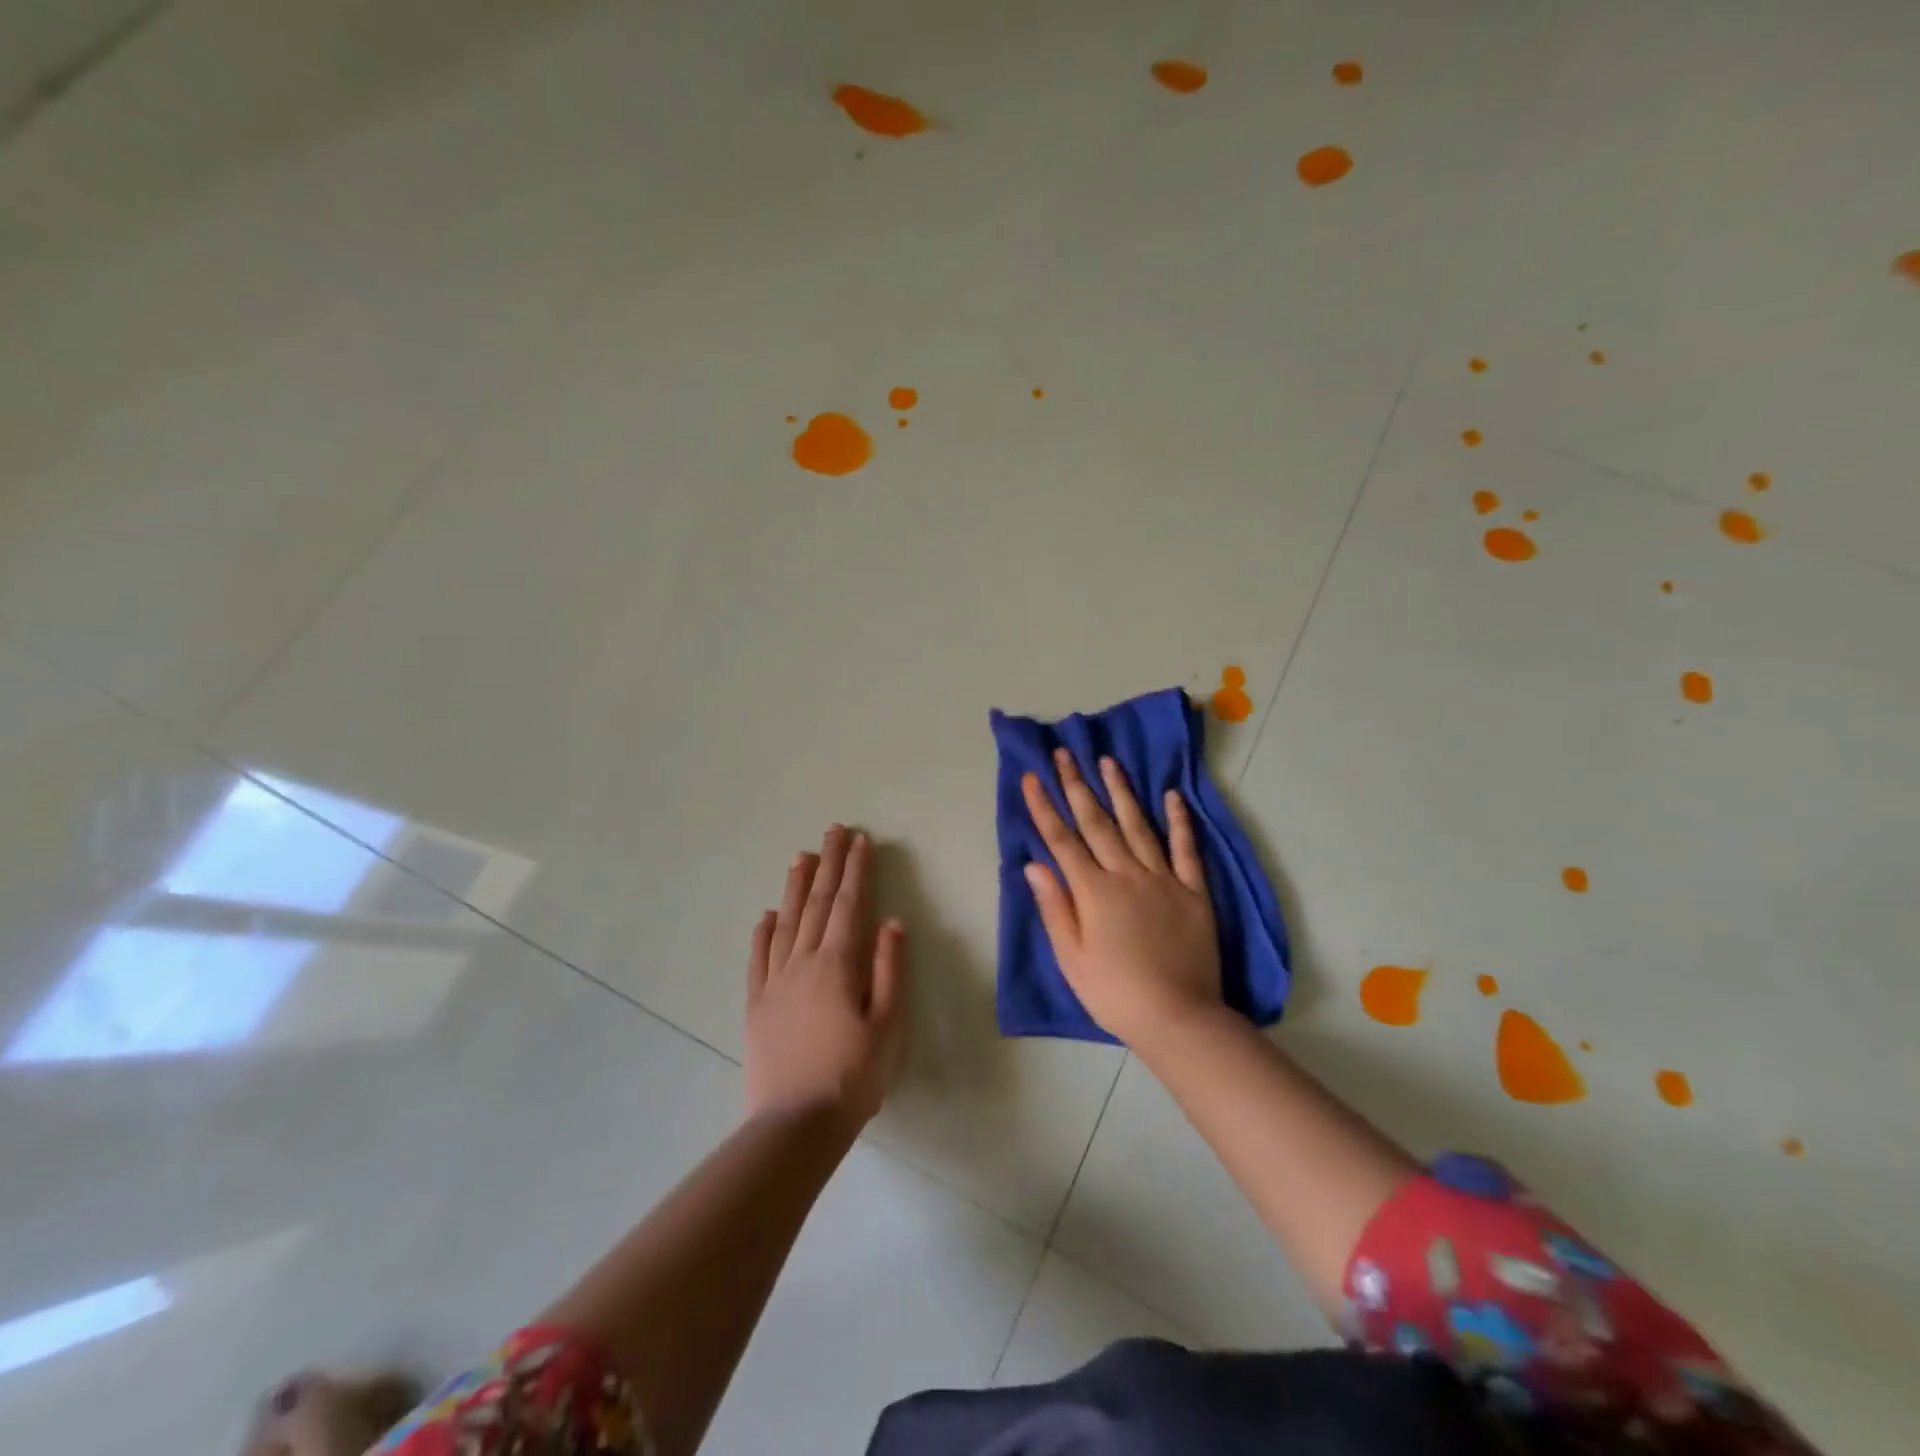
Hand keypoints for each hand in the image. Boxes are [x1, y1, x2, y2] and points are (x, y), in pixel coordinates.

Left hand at [745, 826, 907, 1130]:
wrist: (795, 1125)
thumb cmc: (852, 1076)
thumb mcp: (887, 1026)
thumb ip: (889, 970)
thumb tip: (892, 922)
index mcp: (838, 965)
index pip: (849, 905)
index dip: (856, 871)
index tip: (860, 841)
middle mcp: (803, 963)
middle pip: (817, 903)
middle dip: (828, 864)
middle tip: (833, 830)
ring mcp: (775, 982)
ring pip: (786, 922)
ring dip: (795, 887)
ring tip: (801, 856)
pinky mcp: (756, 1004)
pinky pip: (758, 958)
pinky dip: (763, 932)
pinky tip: (766, 915)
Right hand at [1022, 750, 1222, 1050]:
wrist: (1179, 1018)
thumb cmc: (1115, 993)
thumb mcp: (1071, 958)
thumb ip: (1054, 907)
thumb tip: (1033, 864)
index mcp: (1093, 891)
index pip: (1062, 840)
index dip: (1044, 807)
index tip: (1032, 776)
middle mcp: (1127, 874)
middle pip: (1097, 822)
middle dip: (1077, 785)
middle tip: (1065, 753)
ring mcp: (1164, 879)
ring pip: (1138, 825)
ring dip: (1121, 791)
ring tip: (1108, 761)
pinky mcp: (1194, 891)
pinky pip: (1185, 849)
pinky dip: (1179, 821)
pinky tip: (1171, 795)